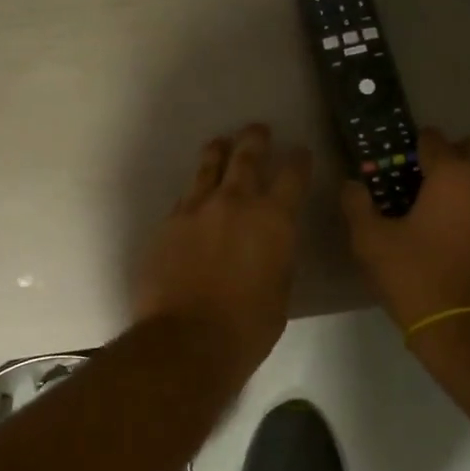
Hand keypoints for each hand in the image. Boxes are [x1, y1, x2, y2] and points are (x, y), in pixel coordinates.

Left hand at [135, 124, 311, 377]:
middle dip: (255, 140)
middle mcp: (235, 203)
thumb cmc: (247, 326)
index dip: (299, 161)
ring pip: (208, 167)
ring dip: (219, 152)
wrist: (186, 340)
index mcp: (274, 219)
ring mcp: (197, 209)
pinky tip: (196, 193)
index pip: (292, 176)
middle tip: (258, 129)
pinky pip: (186, 196)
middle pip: (247, 158)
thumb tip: (272, 240)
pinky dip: (196, 190)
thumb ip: (278, 254)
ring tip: (221, 143)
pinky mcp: (168, 223)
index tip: (300, 152)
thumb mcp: (281, 290)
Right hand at [342, 127, 469, 338]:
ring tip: (436, 206)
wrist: (465, 331)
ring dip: (467, 178)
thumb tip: (351, 184)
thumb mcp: (372, 242)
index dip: (410, 147)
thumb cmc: (416, 278)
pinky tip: (453, 230)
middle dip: (451, 153)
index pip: (433, 139)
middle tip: (423, 178)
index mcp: (453, 176)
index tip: (393, 165)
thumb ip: (357, 205)